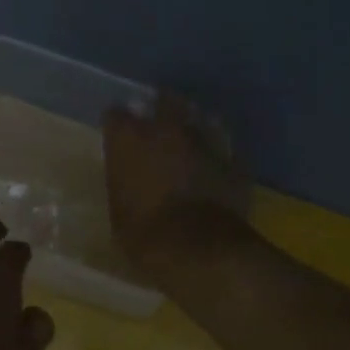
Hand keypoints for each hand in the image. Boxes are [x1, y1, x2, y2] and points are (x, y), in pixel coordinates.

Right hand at [103, 93, 249, 266]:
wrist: (199, 248)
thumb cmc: (144, 234)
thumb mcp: (119, 211)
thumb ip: (124, 184)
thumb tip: (130, 181)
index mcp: (129, 138)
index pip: (115, 115)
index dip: (117, 126)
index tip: (118, 137)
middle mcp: (167, 128)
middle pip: (165, 100)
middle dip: (161, 109)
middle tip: (159, 125)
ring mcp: (205, 139)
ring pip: (201, 118)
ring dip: (194, 127)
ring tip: (191, 142)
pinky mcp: (234, 159)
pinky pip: (225, 148)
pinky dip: (219, 154)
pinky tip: (216, 167)